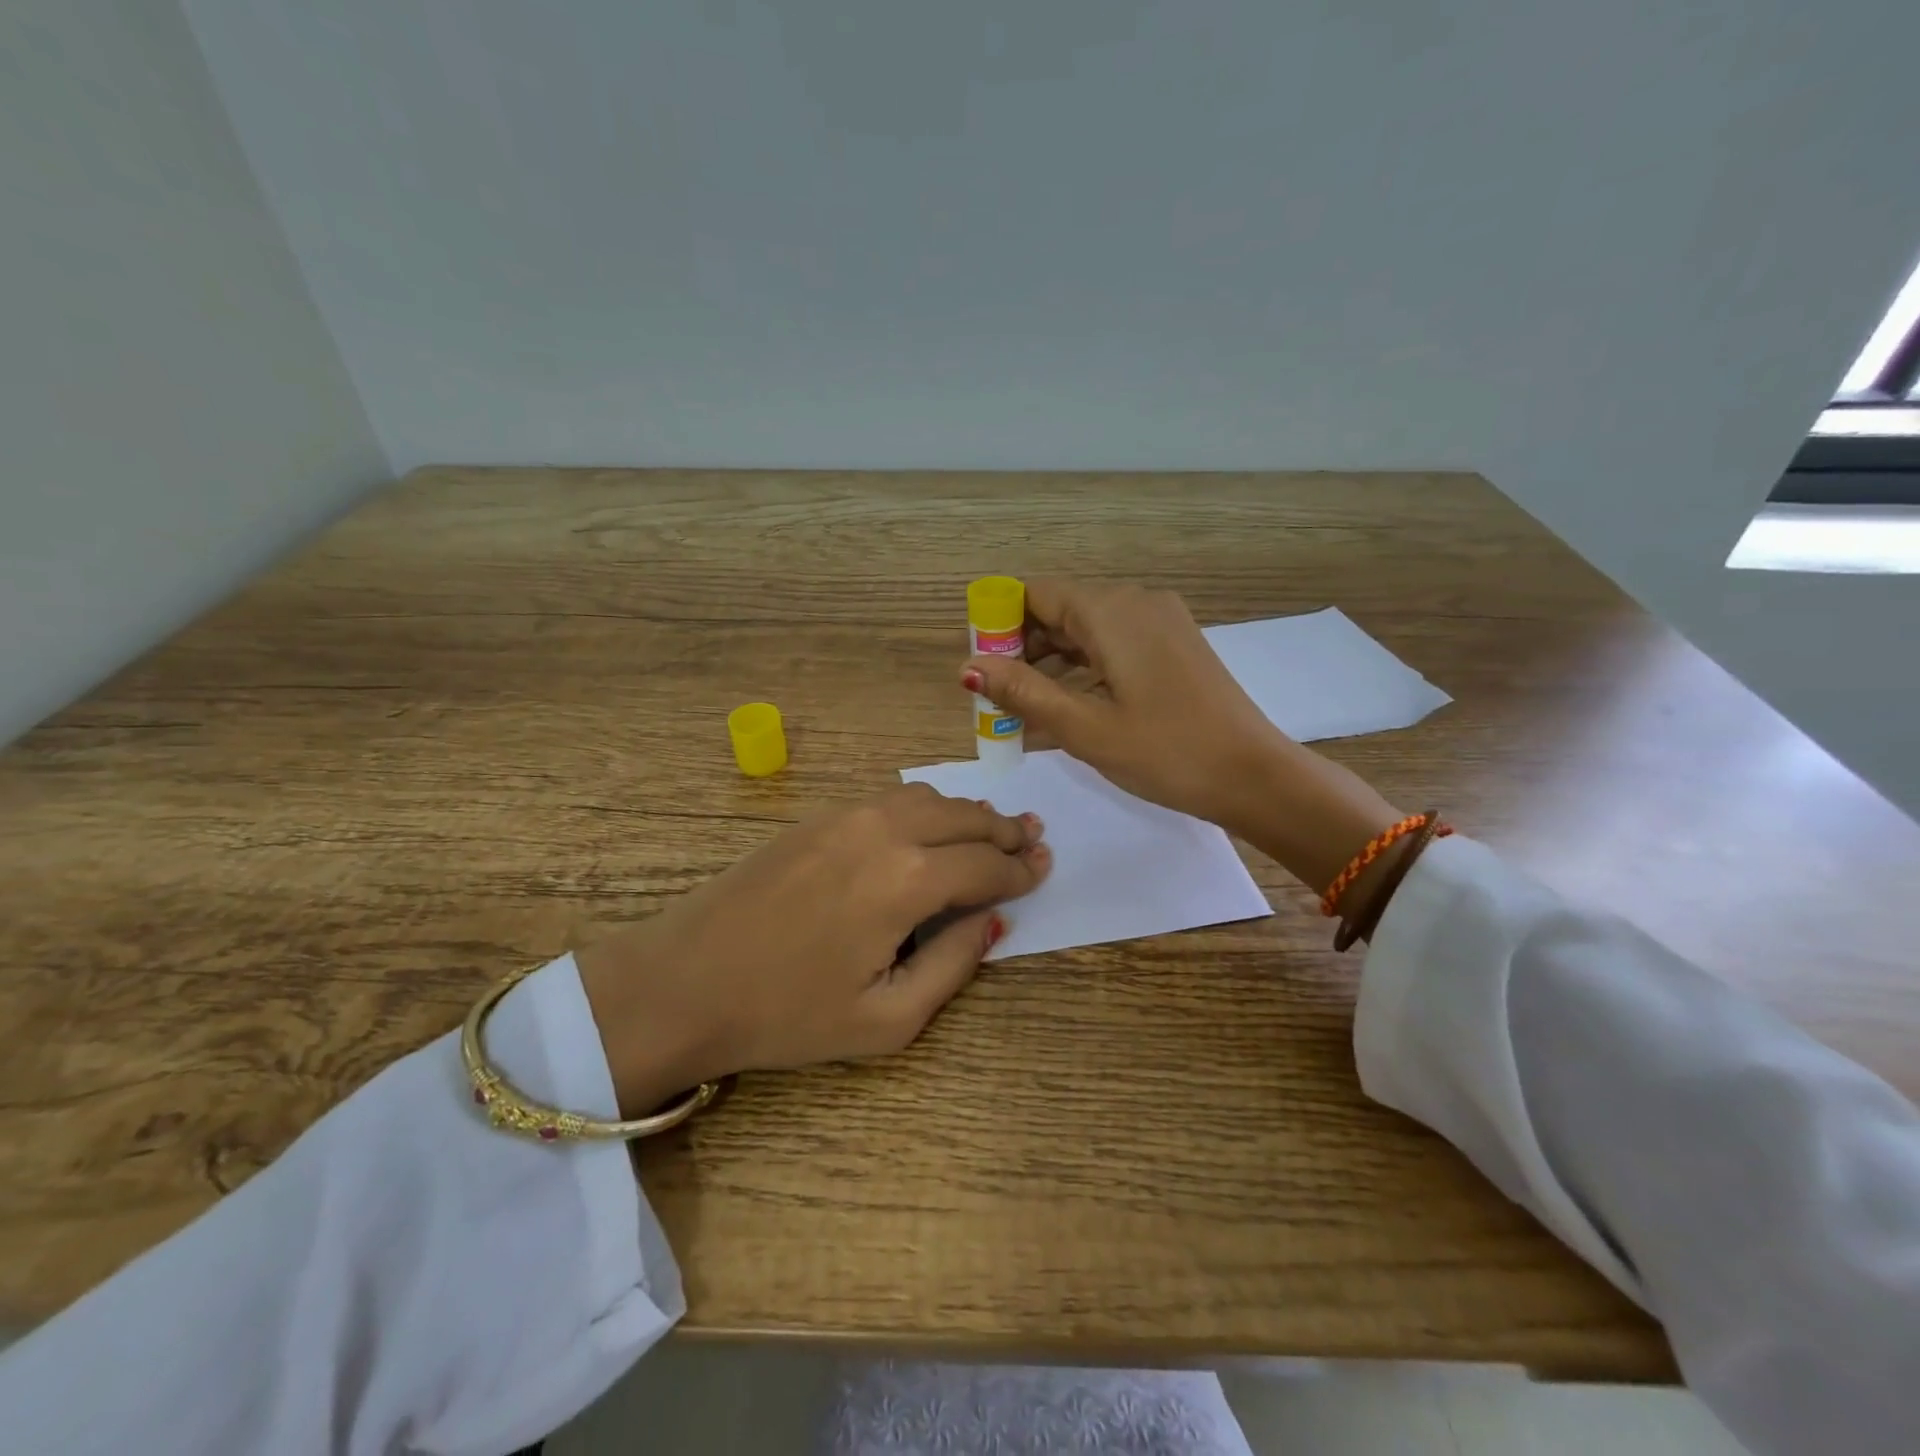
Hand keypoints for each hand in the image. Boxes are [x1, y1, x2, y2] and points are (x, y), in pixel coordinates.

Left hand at [574, 785, 1049, 1114]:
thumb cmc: (787, 1015)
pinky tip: (930, 828)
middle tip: (1032, 839)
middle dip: (1004, 831)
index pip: (986, 866)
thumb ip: (952, 965)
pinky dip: (926, 807)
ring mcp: (847, 816)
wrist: (684, 981)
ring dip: (967, 813)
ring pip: (929, 798)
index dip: (1021, 870)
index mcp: (908, 881)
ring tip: (990, 831)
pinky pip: (890, 799)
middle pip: (965, 817)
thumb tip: (990, 920)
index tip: (1044, 868)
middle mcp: (885, 831)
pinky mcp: (817, 816)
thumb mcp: (885, 1020)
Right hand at [960, 580, 1287, 829]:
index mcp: (1110, 611)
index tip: (980, 669)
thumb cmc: (1166, 752)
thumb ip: (1023, 692)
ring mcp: (1159, 622)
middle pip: (1059, 609)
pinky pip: (1113, 644)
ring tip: (1025, 711)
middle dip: (1022, 649)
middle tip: (998, 699)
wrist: (1254, 775)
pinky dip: (1083, 669)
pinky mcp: (1173, 644)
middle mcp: (1135, 602)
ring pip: (1086, 629)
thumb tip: (968, 667)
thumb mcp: (1085, 727)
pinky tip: (1068, 707)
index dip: (999, 625)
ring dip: (1051, 663)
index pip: (1034, 594)